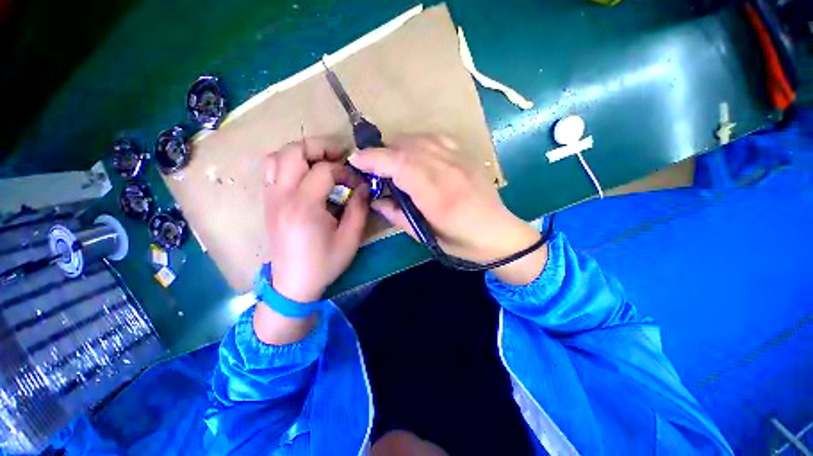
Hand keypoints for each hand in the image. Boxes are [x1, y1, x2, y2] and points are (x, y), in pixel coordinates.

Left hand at [264, 138, 368, 302]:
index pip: (323, 170)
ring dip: (301, 152)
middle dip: (319, 147)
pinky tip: (305, 174)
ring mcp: (271, 198)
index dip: (344, 172)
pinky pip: (271, 170)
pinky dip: (288, 163)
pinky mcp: (269, 203)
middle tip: (339, 155)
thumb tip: (364, 187)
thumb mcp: (350, 239)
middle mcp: (282, 196)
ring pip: (276, 157)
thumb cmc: (324, 264)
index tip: (356, 184)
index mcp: (304, 207)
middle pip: (293, 151)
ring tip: (321, 161)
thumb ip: (359, 209)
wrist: (293, 284)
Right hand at [349, 135, 545, 284]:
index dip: (374, 159)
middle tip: (370, 164)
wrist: (500, 234)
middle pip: (407, 148)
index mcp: (438, 196)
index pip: (400, 165)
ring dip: (398, 146)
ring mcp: (461, 160)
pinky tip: (413, 154)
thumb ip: (398, 216)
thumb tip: (376, 200)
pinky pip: (436, 139)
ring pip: (420, 139)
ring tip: (389, 160)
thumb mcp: (427, 238)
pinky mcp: (467, 156)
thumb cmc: (463, 244)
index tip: (356, 160)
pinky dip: (418, 142)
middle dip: (382, 152)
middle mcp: (449, 171)